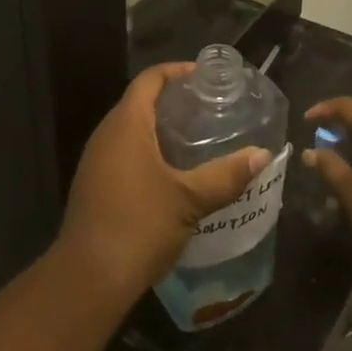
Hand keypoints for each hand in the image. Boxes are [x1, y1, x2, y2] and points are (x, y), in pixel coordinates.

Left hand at [57, 63, 270, 303]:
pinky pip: (123, 153)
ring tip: (196, 137)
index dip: (175, 72)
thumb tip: (263, 155)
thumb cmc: (139, 225)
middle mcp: (106, 135)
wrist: (88, 278)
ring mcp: (96, 162)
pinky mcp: (94, 186)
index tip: (204, 77)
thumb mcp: (189, 199)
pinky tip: (172, 172)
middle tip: (207, 107)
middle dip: (172, 100)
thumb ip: (226, 175)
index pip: (149, 80)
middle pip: (138, 102)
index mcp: (125, 125)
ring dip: (159, 127)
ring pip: (130, 130)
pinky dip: (148, 150)